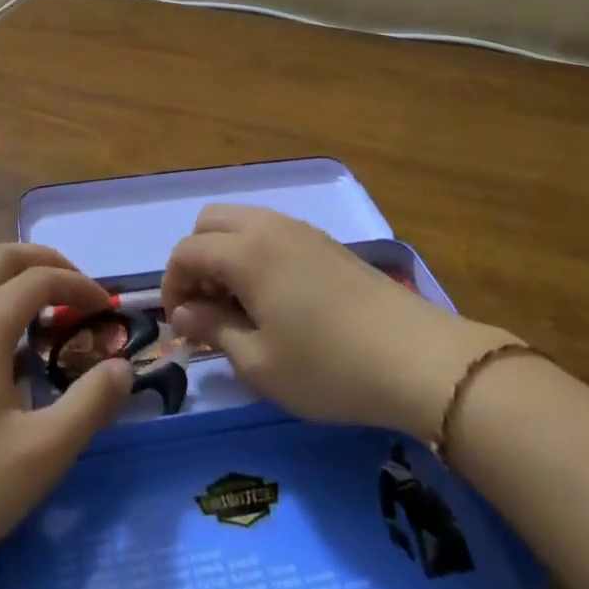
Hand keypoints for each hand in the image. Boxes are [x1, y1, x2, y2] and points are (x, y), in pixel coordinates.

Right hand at [162, 206, 519, 441]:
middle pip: (210, 222)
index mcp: (245, 251)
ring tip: (240, 306)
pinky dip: (255, 254)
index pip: (186, 251)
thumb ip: (212, 329)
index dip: (172, 286)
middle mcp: (269, 227)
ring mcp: (302, 230)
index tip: (182, 325)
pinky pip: (272, 233)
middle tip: (207, 307)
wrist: (416, 358)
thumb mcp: (258, 363)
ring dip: (226, 255)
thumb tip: (184, 312)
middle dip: (196, 259)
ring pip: (243, 223)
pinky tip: (275, 299)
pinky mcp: (326, 243)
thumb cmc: (328, 366)